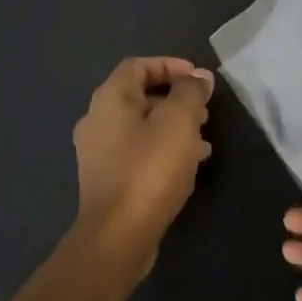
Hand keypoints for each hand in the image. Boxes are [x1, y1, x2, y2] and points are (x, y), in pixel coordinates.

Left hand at [72, 57, 213, 271]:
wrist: (118, 234)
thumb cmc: (150, 170)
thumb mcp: (179, 122)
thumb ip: (191, 93)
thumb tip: (199, 77)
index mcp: (109, 99)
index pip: (138, 66)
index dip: (171, 65)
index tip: (200, 80)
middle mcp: (96, 120)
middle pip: (139, 96)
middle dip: (176, 99)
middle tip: (205, 112)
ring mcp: (98, 152)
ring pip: (141, 126)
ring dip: (173, 127)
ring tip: (204, 141)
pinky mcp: (106, 179)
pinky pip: (137, 152)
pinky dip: (162, 149)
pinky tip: (187, 166)